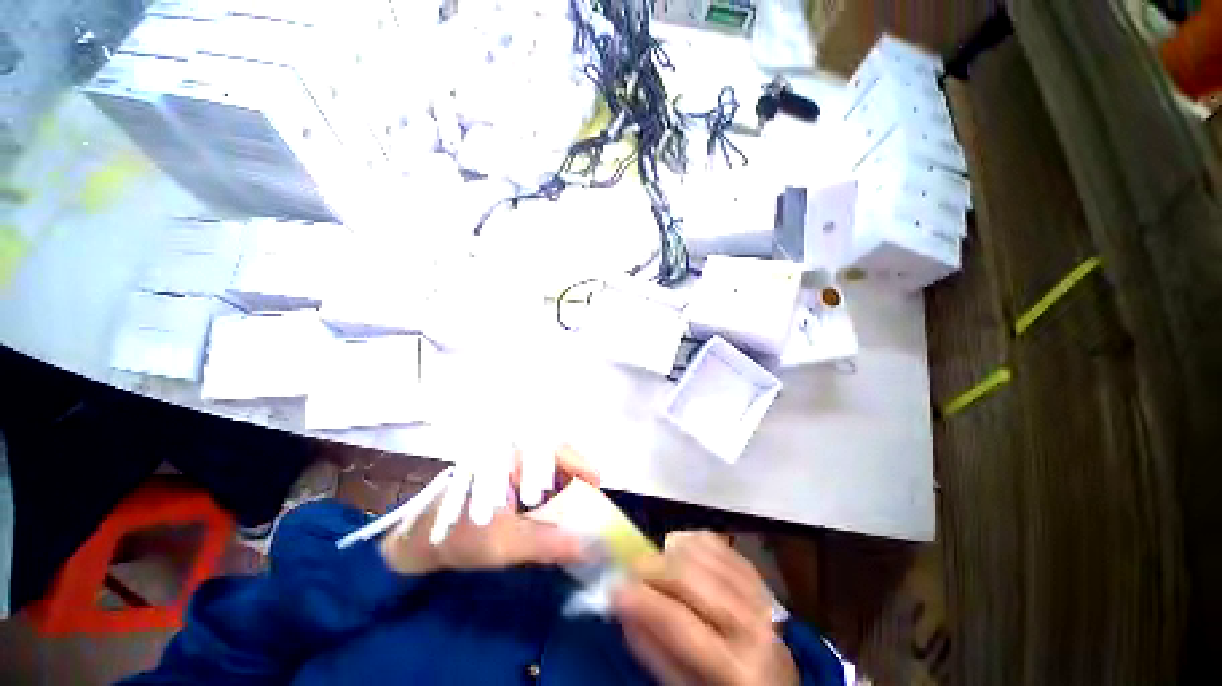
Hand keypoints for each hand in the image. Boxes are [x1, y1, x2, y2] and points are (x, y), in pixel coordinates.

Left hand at [379, 445, 599, 574]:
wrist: (418, 542)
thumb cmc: (459, 537)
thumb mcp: (506, 545)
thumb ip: (549, 543)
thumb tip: (590, 545)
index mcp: (511, 457)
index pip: (555, 448)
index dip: (580, 463)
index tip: (598, 483)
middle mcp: (511, 451)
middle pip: (554, 453)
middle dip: (576, 473)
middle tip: (592, 496)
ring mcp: (506, 461)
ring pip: (545, 462)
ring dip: (564, 480)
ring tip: (578, 501)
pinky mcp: (503, 473)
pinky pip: (534, 473)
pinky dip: (549, 487)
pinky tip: (554, 505)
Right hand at [614, 532, 798, 685]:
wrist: (774, 684)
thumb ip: (654, 651)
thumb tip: (622, 608)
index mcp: (738, 668)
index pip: (680, 623)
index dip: (643, 601)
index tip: (614, 588)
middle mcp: (753, 623)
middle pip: (691, 576)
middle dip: (651, 567)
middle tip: (628, 570)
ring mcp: (758, 592)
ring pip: (703, 551)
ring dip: (669, 551)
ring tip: (654, 565)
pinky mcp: (757, 574)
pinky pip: (717, 542)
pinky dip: (690, 539)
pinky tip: (678, 551)